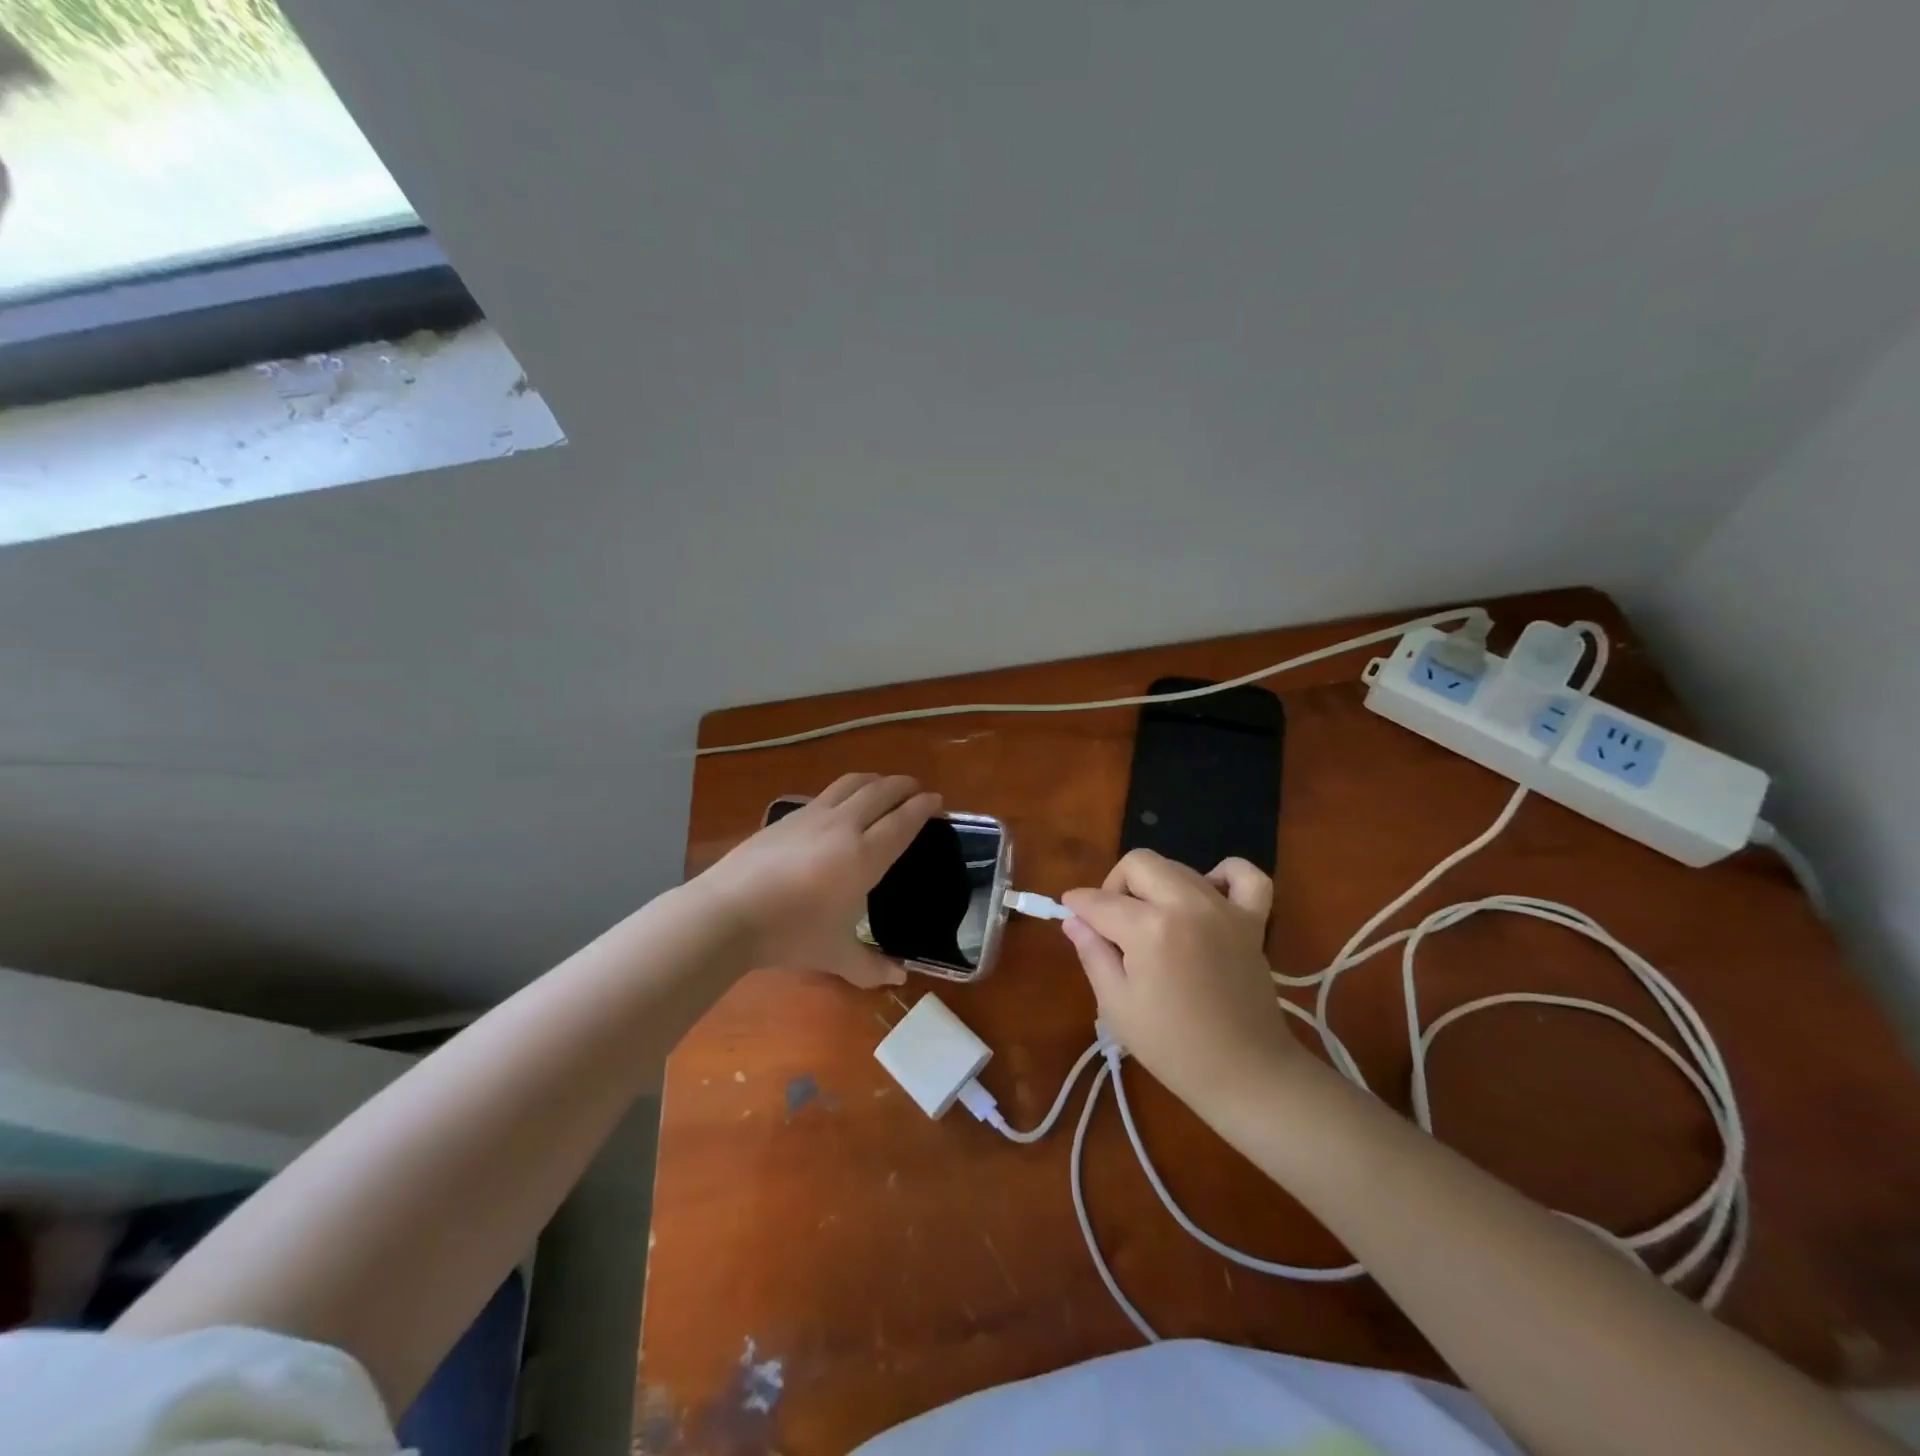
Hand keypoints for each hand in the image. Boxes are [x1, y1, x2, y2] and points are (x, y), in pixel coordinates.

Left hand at [688, 773, 940, 988]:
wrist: (728, 913)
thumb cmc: (791, 934)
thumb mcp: (835, 956)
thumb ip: (871, 966)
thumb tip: (899, 979)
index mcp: (864, 856)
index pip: (902, 822)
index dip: (923, 808)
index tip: (936, 800)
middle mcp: (844, 826)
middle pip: (880, 792)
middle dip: (903, 785)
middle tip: (915, 788)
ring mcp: (812, 816)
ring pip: (851, 784)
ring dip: (873, 780)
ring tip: (882, 784)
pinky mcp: (786, 817)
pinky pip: (825, 794)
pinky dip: (844, 791)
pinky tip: (839, 804)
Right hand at [1062, 849, 1302, 1114]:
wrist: (1245, 1073)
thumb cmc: (1172, 1047)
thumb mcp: (1116, 1005)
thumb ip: (1092, 953)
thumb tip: (1074, 920)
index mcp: (1148, 929)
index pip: (1099, 901)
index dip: (1077, 905)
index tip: (1069, 913)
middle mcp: (1186, 905)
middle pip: (1138, 864)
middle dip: (1115, 885)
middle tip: (1112, 923)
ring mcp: (1224, 908)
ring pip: (1177, 867)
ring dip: (1155, 885)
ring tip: (1152, 920)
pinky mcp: (1253, 920)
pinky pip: (1244, 876)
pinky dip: (1224, 875)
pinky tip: (1207, 894)